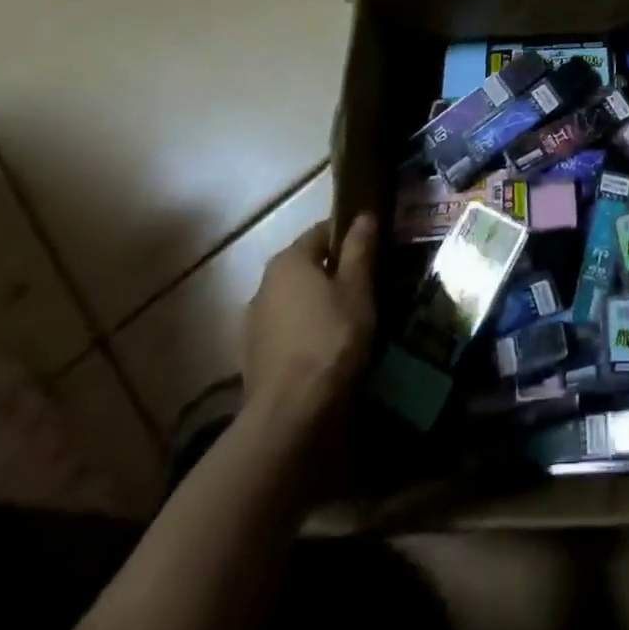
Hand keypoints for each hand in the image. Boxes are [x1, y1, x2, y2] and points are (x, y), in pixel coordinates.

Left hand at [242, 214, 377, 434]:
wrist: (290, 414)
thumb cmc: (331, 338)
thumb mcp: (357, 288)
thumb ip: (359, 249)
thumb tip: (364, 215)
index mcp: (289, 260)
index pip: (323, 231)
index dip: (350, 235)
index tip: (375, 248)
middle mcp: (264, 284)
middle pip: (307, 265)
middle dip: (335, 270)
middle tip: (368, 284)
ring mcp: (254, 323)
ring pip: (296, 299)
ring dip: (319, 302)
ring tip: (350, 317)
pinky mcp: (253, 356)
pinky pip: (287, 328)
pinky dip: (306, 329)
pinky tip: (327, 346)